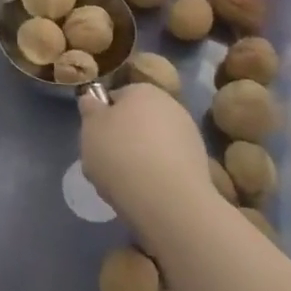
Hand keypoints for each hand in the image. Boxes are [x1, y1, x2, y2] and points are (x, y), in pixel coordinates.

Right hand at [80, 84, 227, 249]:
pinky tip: (145, 194)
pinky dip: (156, 177)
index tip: (95, 138)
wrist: (168, 201)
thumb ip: (90, 109)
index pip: (117, 97)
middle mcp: (171, 106)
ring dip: (140, 159)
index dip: (103, 118)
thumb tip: (92, 100)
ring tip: (124, 184)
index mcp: (144, 90)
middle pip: (137, 122)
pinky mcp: (200, 167)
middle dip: (123, 139)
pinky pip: (168, 167)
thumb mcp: (90, 127)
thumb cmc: (120, 153)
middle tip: (106, 162)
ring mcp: (189, 137)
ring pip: (153, 146)